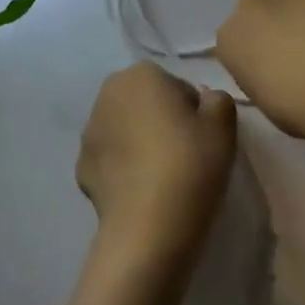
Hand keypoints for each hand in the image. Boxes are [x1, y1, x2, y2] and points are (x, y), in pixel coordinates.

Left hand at [77, 64, 236, 271]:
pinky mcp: (80, 168)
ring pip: (126, 130)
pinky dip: (124, 170)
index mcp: (141, 74)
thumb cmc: (189, 164)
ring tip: (163, 178)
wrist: (147, 229)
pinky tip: (142, 193)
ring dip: (140, 143)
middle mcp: (108, 94)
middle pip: (146, 104)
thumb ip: (218, 100)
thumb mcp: (223, 125)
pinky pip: (111, 160)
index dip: (194, 113)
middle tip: (186, 156)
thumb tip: (205, 101)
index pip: (177, 87)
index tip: (202, 139)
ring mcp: (89, 132)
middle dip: (162, 122)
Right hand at [215, 0, 304, 136]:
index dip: (255, 50)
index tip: (272, 67)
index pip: (235, 38)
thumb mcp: (261, 98)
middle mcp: (248, 6)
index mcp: (228, 39)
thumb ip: (258, 74)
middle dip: (271, 21)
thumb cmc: (292, 108)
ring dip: (296, 5)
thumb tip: (272, 70)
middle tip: (296, 47)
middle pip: (257, 8)